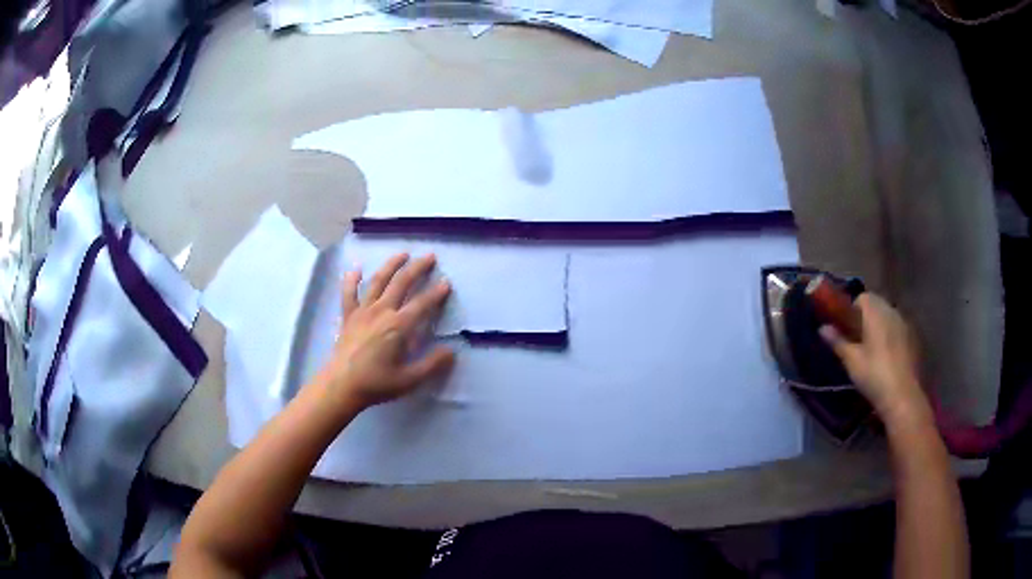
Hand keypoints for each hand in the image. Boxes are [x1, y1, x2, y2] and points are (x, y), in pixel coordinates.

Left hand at [316, 253, 454, 411]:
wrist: (341, 385)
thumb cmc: (376, 383)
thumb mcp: (409, 379)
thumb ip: (431, 364)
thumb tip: (451, 351)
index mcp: (398, 326)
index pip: (422, 304)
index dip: (436, 293)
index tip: (446, 283)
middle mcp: (382, 311)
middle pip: (402, 282)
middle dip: (417, 268)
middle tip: (430, 257)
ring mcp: (363, 311)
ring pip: (378, 280)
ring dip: (391, 265)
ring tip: (403, 253)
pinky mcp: (348, 315)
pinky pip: (349, 293)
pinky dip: (352, 279)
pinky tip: (357, 268)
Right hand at [819, 293, 929, 425]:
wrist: (903, 397)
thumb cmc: (874, 376)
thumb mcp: (852, 361)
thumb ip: (838, 341)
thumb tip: (822, 327)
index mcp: (876, 313)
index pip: (863, 297)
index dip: (853, 310)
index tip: (847, 329)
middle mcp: (892, 312)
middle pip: (877, 305)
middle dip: (867, 318)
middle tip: (858, 341)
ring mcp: (906, 325)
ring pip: (889, 318)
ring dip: (880, 327)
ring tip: (873, 352)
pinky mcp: (914, 340)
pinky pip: (899, 331)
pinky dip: (892, 338)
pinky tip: (888, 360)